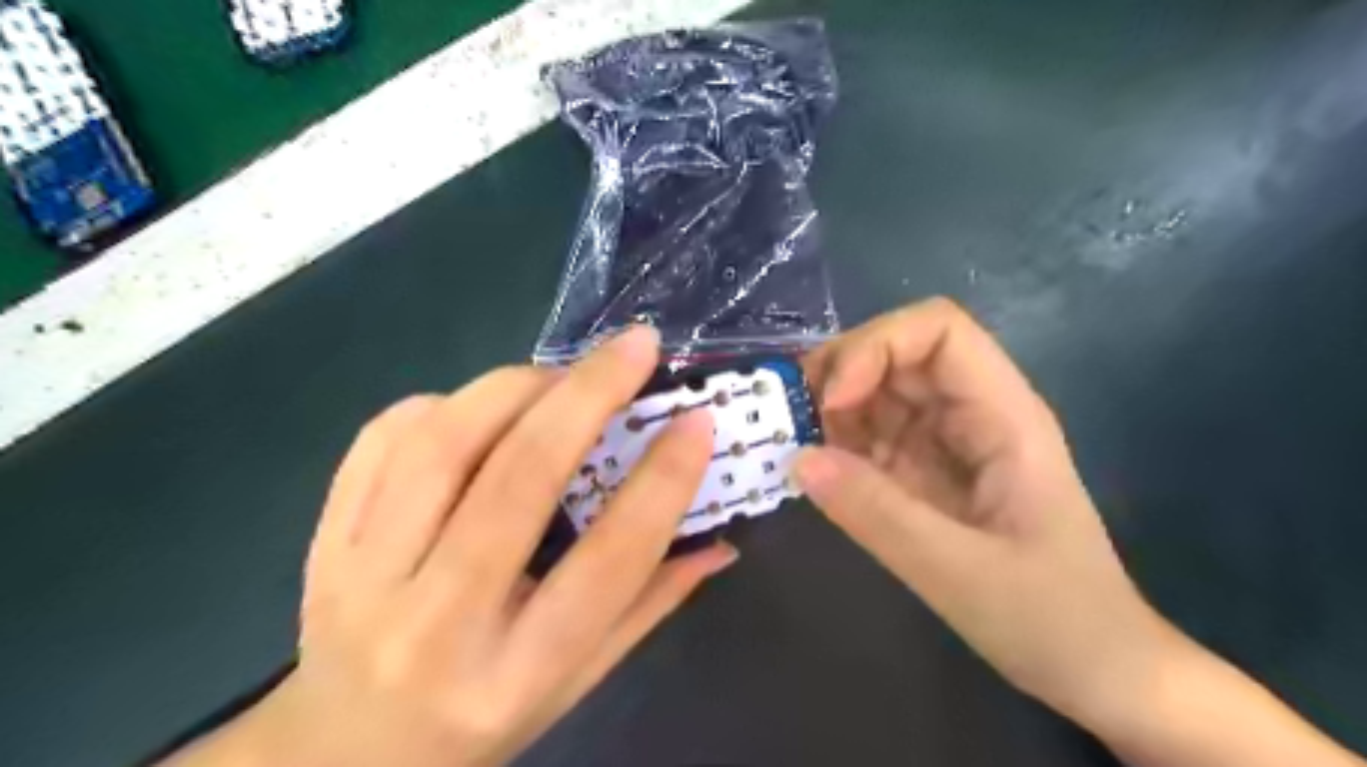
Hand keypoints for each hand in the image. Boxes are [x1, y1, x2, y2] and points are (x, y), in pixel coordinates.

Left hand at [167, 324, 736, 765]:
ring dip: (516, 387)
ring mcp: (366, 577)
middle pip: (518, 481)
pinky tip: (482, 406)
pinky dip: (443, 403)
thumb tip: (720, 541)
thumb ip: (649, 604)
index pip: (608, 562)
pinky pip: (381, 441)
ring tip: (561, 374)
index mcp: (517, 672)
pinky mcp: (327, 541)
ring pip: (444, 445)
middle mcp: (438, 623)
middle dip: (587, 396)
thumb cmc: (482, 720)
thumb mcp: (578, 681)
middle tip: (635, 348)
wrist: (345, 752)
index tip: (696, 422)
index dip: (662, 483)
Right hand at [798, 297, 1169, 728]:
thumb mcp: (961, 574)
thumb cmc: (1054, 620)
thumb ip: (878, 514)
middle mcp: (974, 414)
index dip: (878, 347)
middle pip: (899, 352)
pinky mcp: (927, 473)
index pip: (938, 329)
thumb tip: (797, 459)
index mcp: (1003, 415)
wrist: (1098, 671)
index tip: (833, 401)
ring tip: (798, 447)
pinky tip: (819, 472)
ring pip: (880, 391)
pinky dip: (838, 443)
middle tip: (793, 419)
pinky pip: (873, 436)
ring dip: (832, 407)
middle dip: (841, 371)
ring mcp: (948, 443)